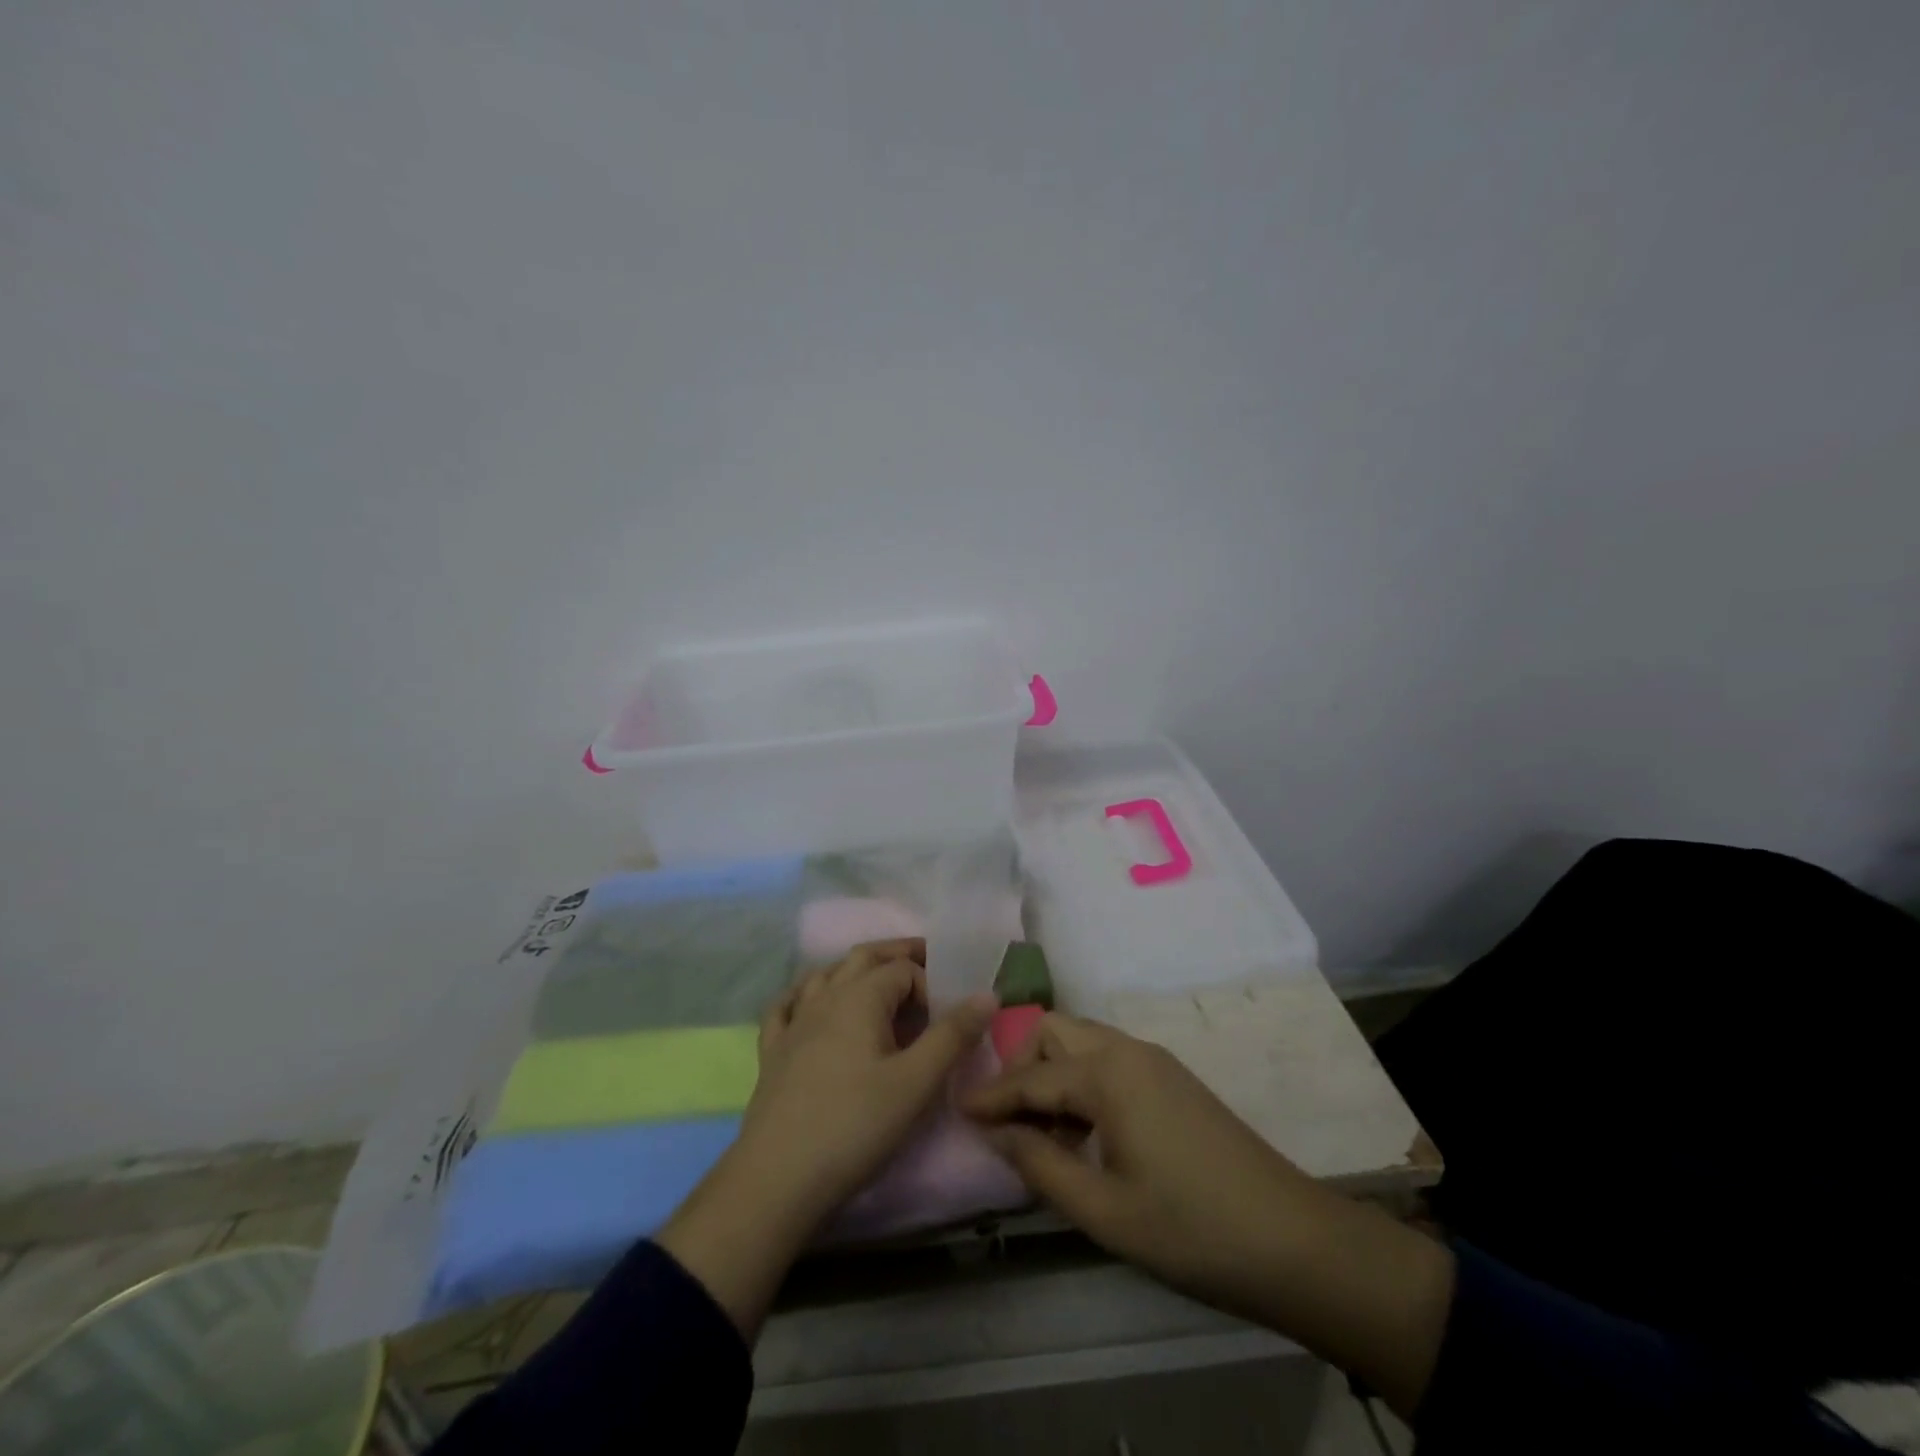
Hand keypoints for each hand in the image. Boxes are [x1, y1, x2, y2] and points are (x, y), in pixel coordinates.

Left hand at [658, 940, 995, 1338]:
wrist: (777, 1180)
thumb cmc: (855, 1126)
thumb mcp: (916, 1083)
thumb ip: (953, 1035)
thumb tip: (987, 994)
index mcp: (860, 997)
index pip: (904, 969)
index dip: (931, 984)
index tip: (948, 1016)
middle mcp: (825, 997)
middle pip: (863, 958)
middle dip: (895, 954)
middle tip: (924, 962)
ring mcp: (793, 1023)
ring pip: (824, 975)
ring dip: (853, 969)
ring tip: (875, 981)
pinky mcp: (772, 1052)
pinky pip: (785, 1007)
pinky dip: (803, 995)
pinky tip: (808, 1003)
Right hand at [959, 1012, 1317, 1309]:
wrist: (1293, 1240)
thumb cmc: (1190, 1229)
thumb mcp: (1103, 1210)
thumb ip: (1040, 1166)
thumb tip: (997, 1133)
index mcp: (1108, 1074)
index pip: (1031, 1077)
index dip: (990, 1096)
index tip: (955, 1107)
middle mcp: (1128, 1050)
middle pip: (1055, 1032)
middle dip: (1021, 1065)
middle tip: (1006, 1118)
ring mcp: (1154, 1060)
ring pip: (1083, 1041)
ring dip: (1053, 1072)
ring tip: (1041, 1131)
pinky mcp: (1172, 1078)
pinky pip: (1109, 1059)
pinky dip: (1082, 1080)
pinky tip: (1083, 1132)